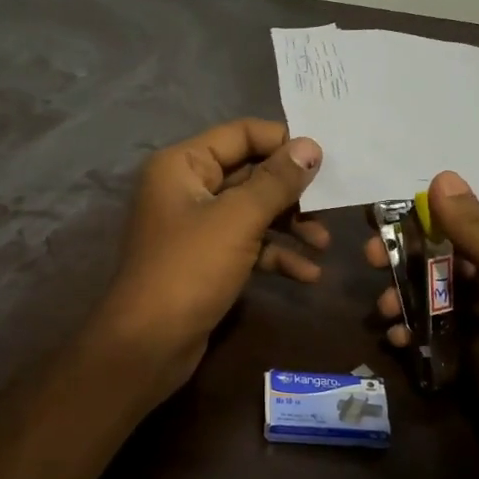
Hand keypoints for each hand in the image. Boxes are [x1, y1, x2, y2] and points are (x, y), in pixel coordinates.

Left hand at [95, 119, 328, 400]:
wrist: (148, 344)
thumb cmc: (190, 269)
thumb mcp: (238, 219)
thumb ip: (276, 181)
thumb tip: (310, 146)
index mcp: (183, 164)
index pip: (240, 134)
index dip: (282, 143)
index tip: (324, 160)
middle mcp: (187, 187)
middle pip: (250, 174)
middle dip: (291, 192)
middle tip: (330, 206)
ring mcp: (196, 226)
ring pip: (252, 212)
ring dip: (289, 226)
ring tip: (324, 245)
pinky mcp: (206, 260)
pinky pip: (247, 245)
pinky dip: (275, 255)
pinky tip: (307, 275)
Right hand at [367, 172, 478, 478]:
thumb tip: (440, 178)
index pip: (467, 227)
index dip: (424, 220)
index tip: (382, 223)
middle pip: (445, 262)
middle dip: (405, 259)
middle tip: (369, 262)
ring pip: (434, 301)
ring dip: (402, 298)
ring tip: (381, 312)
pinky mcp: (475, 370)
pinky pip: (433, 341)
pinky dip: (410, 336)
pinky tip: (395, 344)